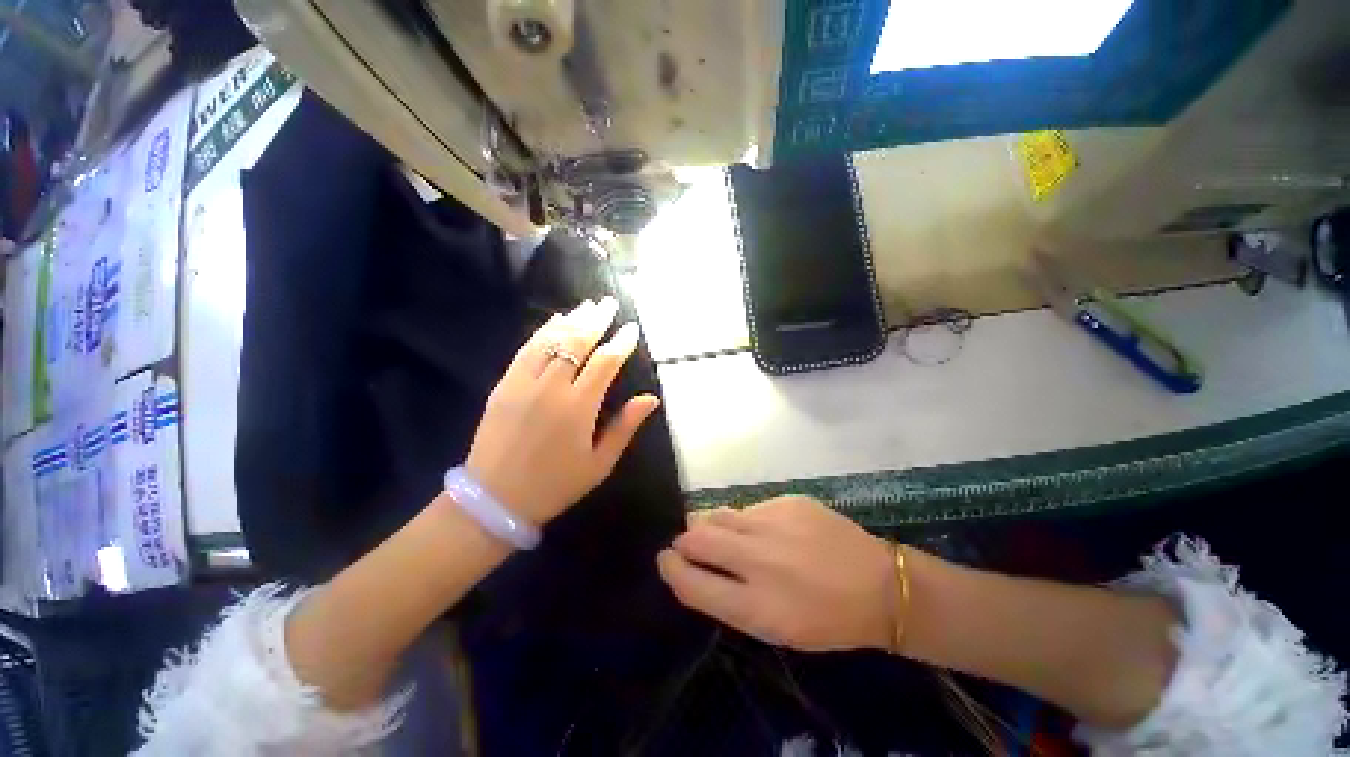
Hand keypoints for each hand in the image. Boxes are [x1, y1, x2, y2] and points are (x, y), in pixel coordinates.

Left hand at [464, 296, 659, 526]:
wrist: (494, 499)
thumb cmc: (556, 485)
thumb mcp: (600, 463)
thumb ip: (625, 427)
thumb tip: (651, 398)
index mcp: (579, 409)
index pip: (605, 363)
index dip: (621, 343)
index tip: (632, 329)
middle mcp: (551, 389)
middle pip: (577, 343)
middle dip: (596, 320)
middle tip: (609, 303)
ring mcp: (523, 384)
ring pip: (551, 341)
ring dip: (572, 320)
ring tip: (587, 305)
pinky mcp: (504, 385)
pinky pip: (526, 350)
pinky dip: (542, 331)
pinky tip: (555, 320)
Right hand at [657, 495, 897, 651]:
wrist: (879, 585)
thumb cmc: (824, 618)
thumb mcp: (772, 627)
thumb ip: (726, 597)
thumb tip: (691, 566)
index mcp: (755, 605)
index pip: (690, 582)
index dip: (671, 569)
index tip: (666, 560)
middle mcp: (759, 558)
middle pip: (696, 536)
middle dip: (685, 540)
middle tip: (691, 545)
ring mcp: (773, 522)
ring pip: (718, 514)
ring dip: (712, 526)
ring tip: (730, 538)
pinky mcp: (787, 500)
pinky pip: (749, 507)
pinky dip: (747, 520)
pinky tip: (770, 532)